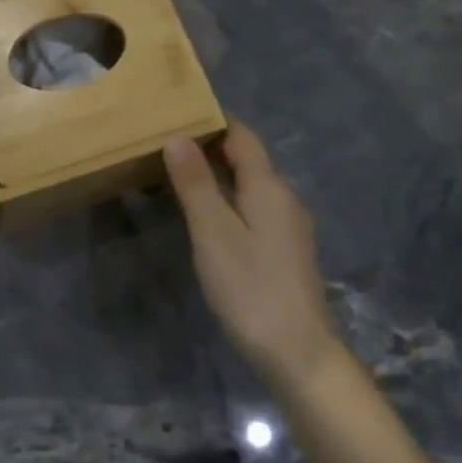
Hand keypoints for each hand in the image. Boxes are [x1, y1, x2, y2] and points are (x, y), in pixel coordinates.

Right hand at [164, 121, 349, 383]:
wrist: (297, 351)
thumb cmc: (251, 287)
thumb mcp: (214, 232)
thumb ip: (196, 183)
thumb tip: (177, 136)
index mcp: (269, 187)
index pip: (242, 136)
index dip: (213, 120)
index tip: (177, 110)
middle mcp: (283, 198)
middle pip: (246, 158)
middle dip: (209, 145)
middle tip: (164, 140)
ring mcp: (286, 226)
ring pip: (248, 185)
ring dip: (215, 174)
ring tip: (174, 172)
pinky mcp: (282, 250)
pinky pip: (250, 208)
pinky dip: (225, 199)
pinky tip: (202, 213)